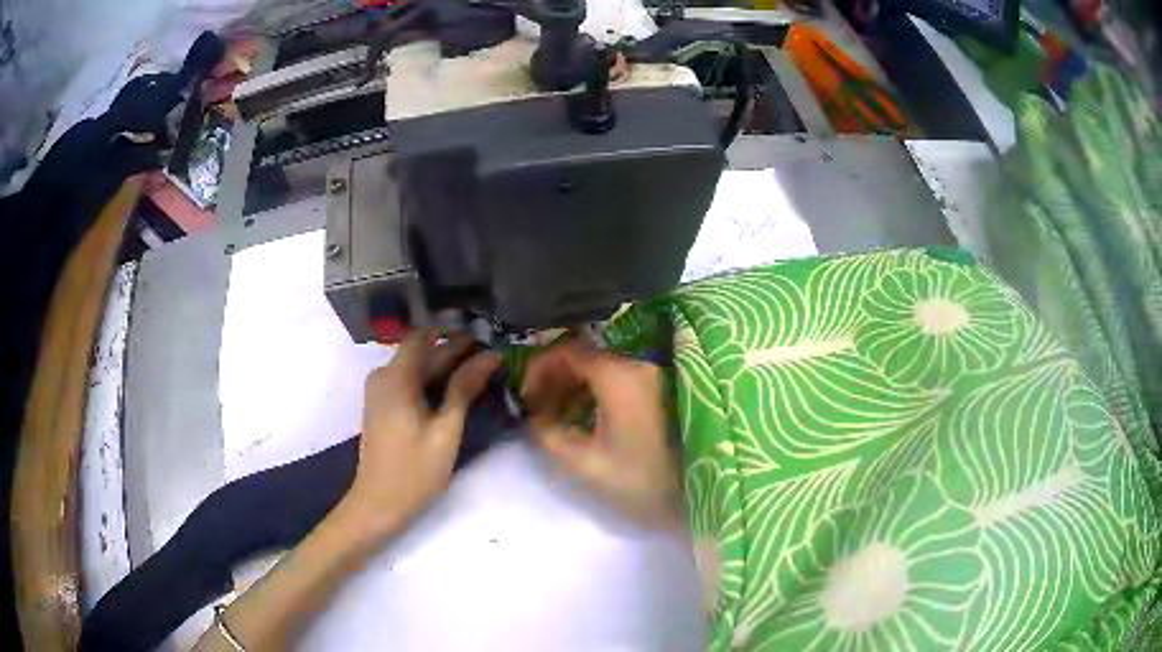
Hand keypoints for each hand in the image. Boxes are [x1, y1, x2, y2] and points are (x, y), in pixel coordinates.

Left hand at [345, 331, 500, 538]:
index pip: (426, 336)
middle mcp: (383, 376)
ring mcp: (380, 391)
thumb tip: (488, 356)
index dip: (455, 334)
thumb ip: (463, 389)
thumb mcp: (446, 430)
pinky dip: (432, 383)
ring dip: (445, 368)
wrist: (378, 504)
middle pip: (422, 353)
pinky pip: (409, 382)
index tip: (486, 337)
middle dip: (455, 352)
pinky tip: (456, 393)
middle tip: (492, 357)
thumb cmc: (414, 471)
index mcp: (396, 377)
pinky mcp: (382, 406)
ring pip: (416, 368)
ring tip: (480, 373)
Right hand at [522, 339, 684, 529]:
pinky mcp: (656, 390)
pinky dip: (592, 391)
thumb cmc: (641, 481)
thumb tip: (532, 418)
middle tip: (536, 407)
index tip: (525, 397)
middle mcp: (637, 365)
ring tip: (554, 416)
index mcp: (619, 377)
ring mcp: (650, 376)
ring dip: (572, 384)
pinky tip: (581, 418)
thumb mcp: (586, 463)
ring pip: (599, 366)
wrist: (697, 494)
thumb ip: (549, 436)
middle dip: (553, 376)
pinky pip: (616, 378)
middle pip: (584, 355)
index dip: (539, 368)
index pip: (568, 350)